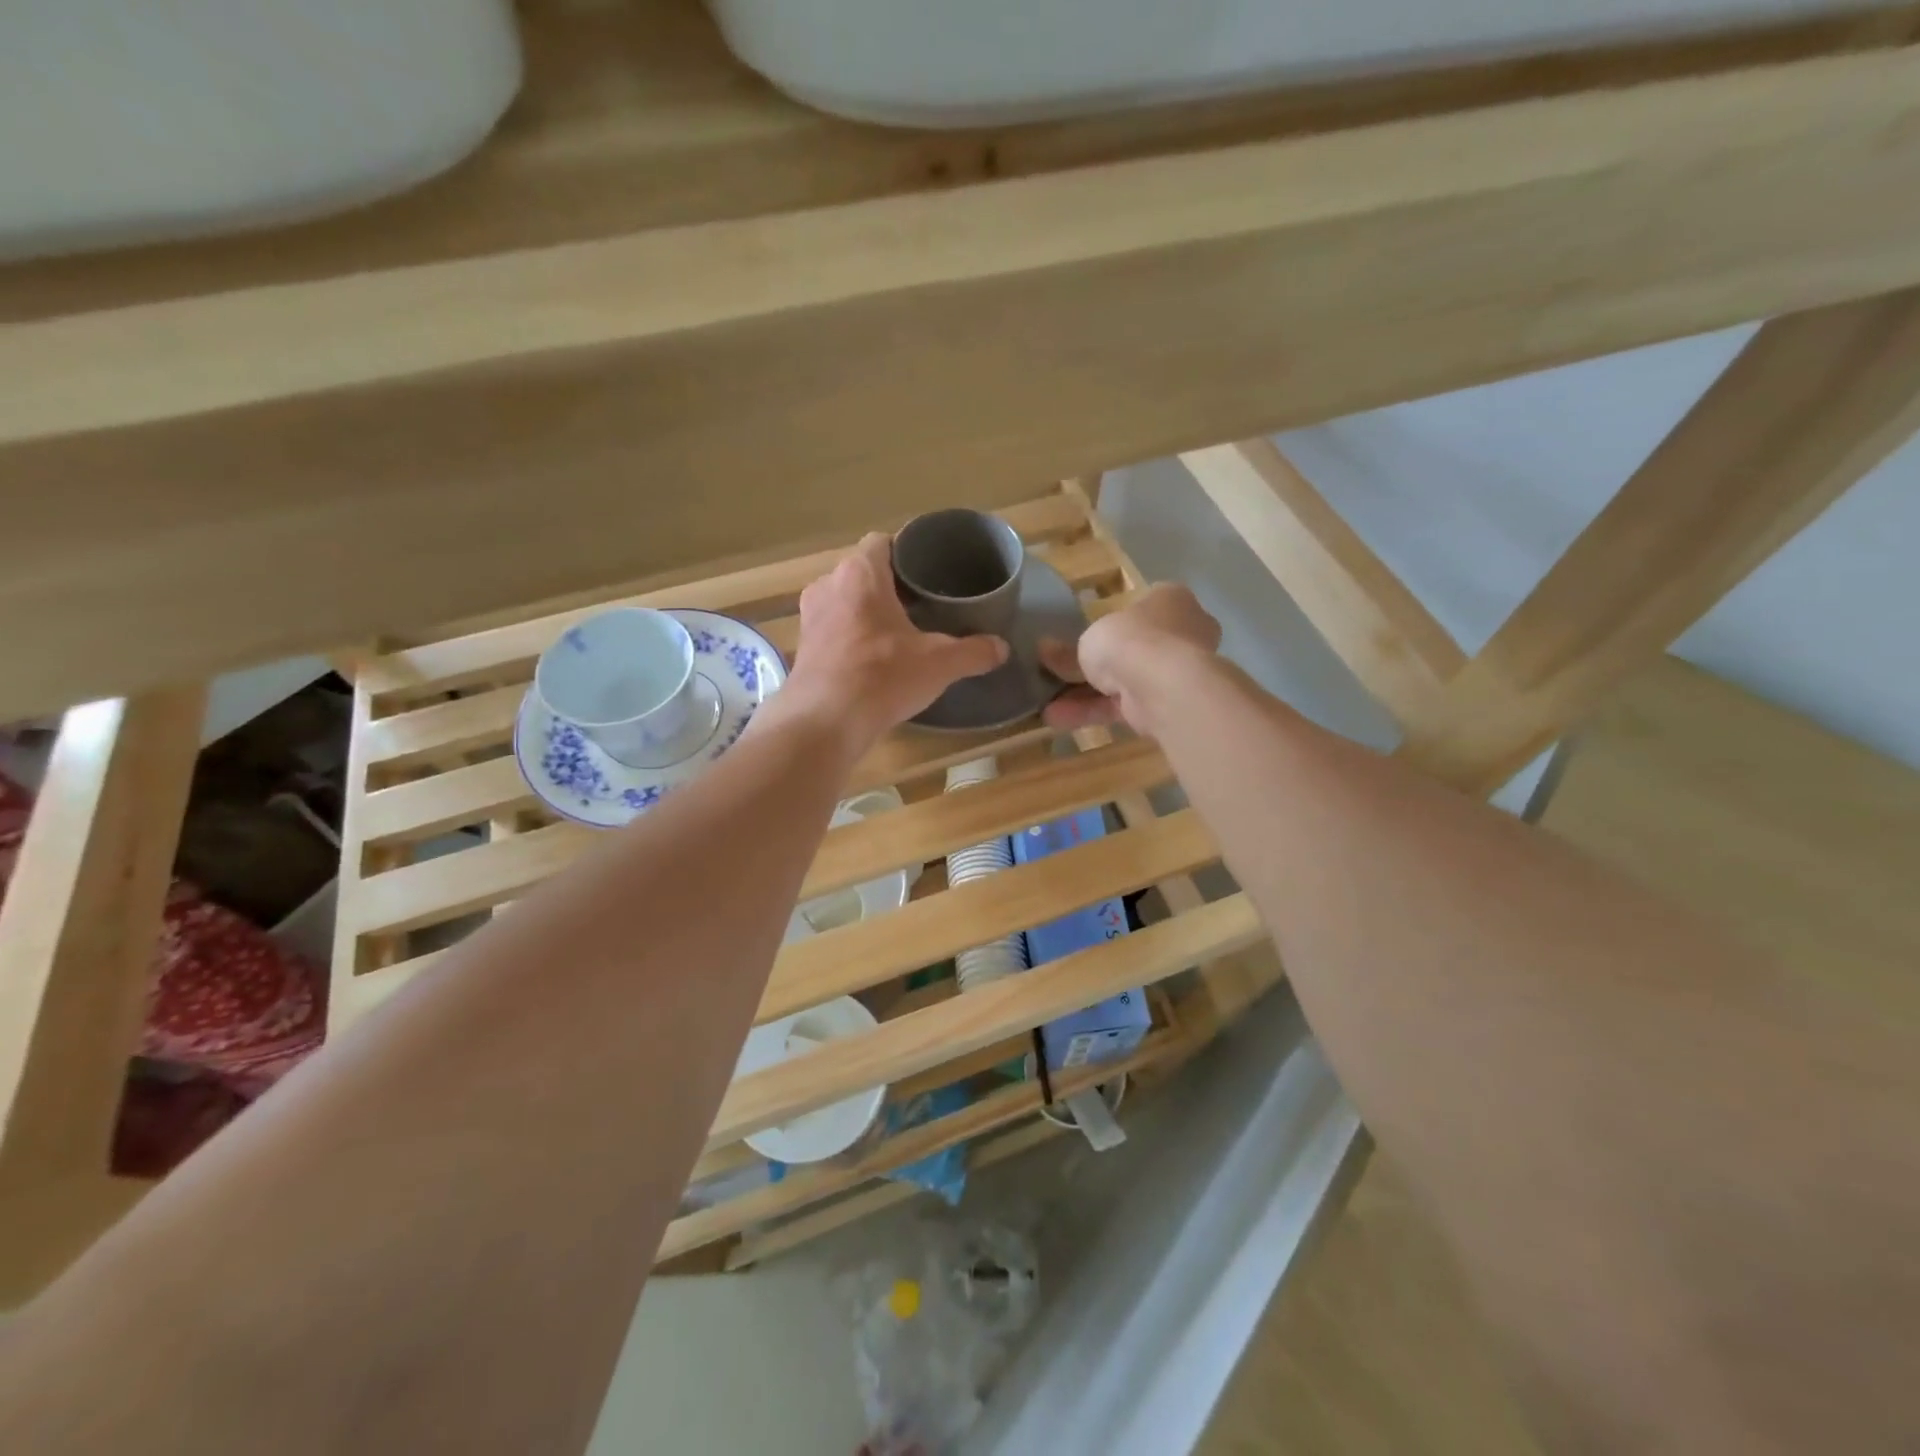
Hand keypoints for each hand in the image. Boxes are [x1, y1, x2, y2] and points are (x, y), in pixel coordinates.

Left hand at [775, 533, 1008, 754]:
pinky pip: (832, 628)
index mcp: (860, 573)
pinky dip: (850, 636)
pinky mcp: (803, 646)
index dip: (905, 552)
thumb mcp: (939, 664)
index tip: (927, 572)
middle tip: (921, 605)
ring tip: (897, 632)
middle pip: (863, 572)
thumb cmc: (883, 677)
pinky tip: (871, 659)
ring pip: (844, 600)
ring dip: (867, 611)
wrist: (825, 721)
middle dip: (889, 585)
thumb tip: (1001, 648)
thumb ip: (973, 652)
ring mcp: (810, 616)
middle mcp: (828, 584)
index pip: (882, 542)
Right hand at [1040, 583, 1221, 734]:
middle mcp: (1180, 633)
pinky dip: (1092, 712)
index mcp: (1170, 600)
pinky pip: (1123, 706)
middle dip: (1096, 666)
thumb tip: (1045, 651)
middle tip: (1061, 674)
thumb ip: (1068, 651)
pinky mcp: (1165, 705)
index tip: (1087, 634)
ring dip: (1085, 695)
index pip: (1142, 606)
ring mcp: (1175, 672)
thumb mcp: (1089, 640)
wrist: (1165, 686)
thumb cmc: (1131, 640)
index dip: (1114, 621)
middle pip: (1132, 649)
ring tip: (1046, 706)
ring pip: (1124, 682)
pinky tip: (1057, 720)